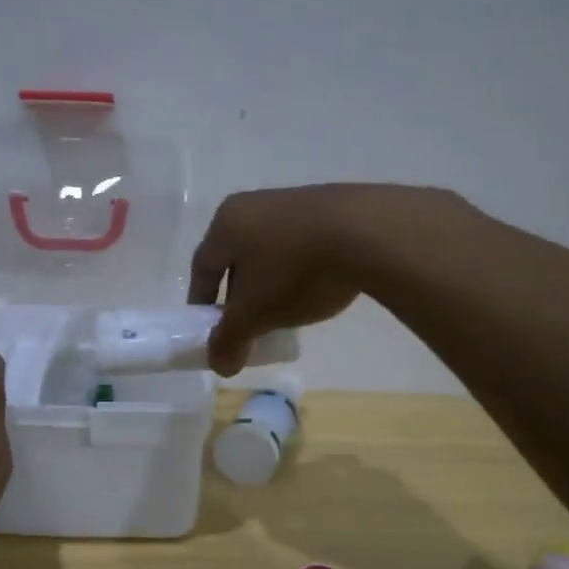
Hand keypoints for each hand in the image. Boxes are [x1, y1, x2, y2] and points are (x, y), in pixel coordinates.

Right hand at [190, 184, 447, 374]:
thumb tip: (219, 366)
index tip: (208, 330)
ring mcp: (293, 202)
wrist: (367, 233)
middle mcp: (253, 204)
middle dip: (238, 296)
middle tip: (248, 327)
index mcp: (226, 223)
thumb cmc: (294, 271)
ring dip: (270, 284)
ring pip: (269, 251)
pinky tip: (316, 291)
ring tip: (284, 313)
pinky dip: (299, 270)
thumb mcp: (255, 314)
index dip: (200, 302)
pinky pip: (301, 245)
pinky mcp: (329, 207)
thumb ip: (230, 340)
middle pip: (235, 258)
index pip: (201, 267)